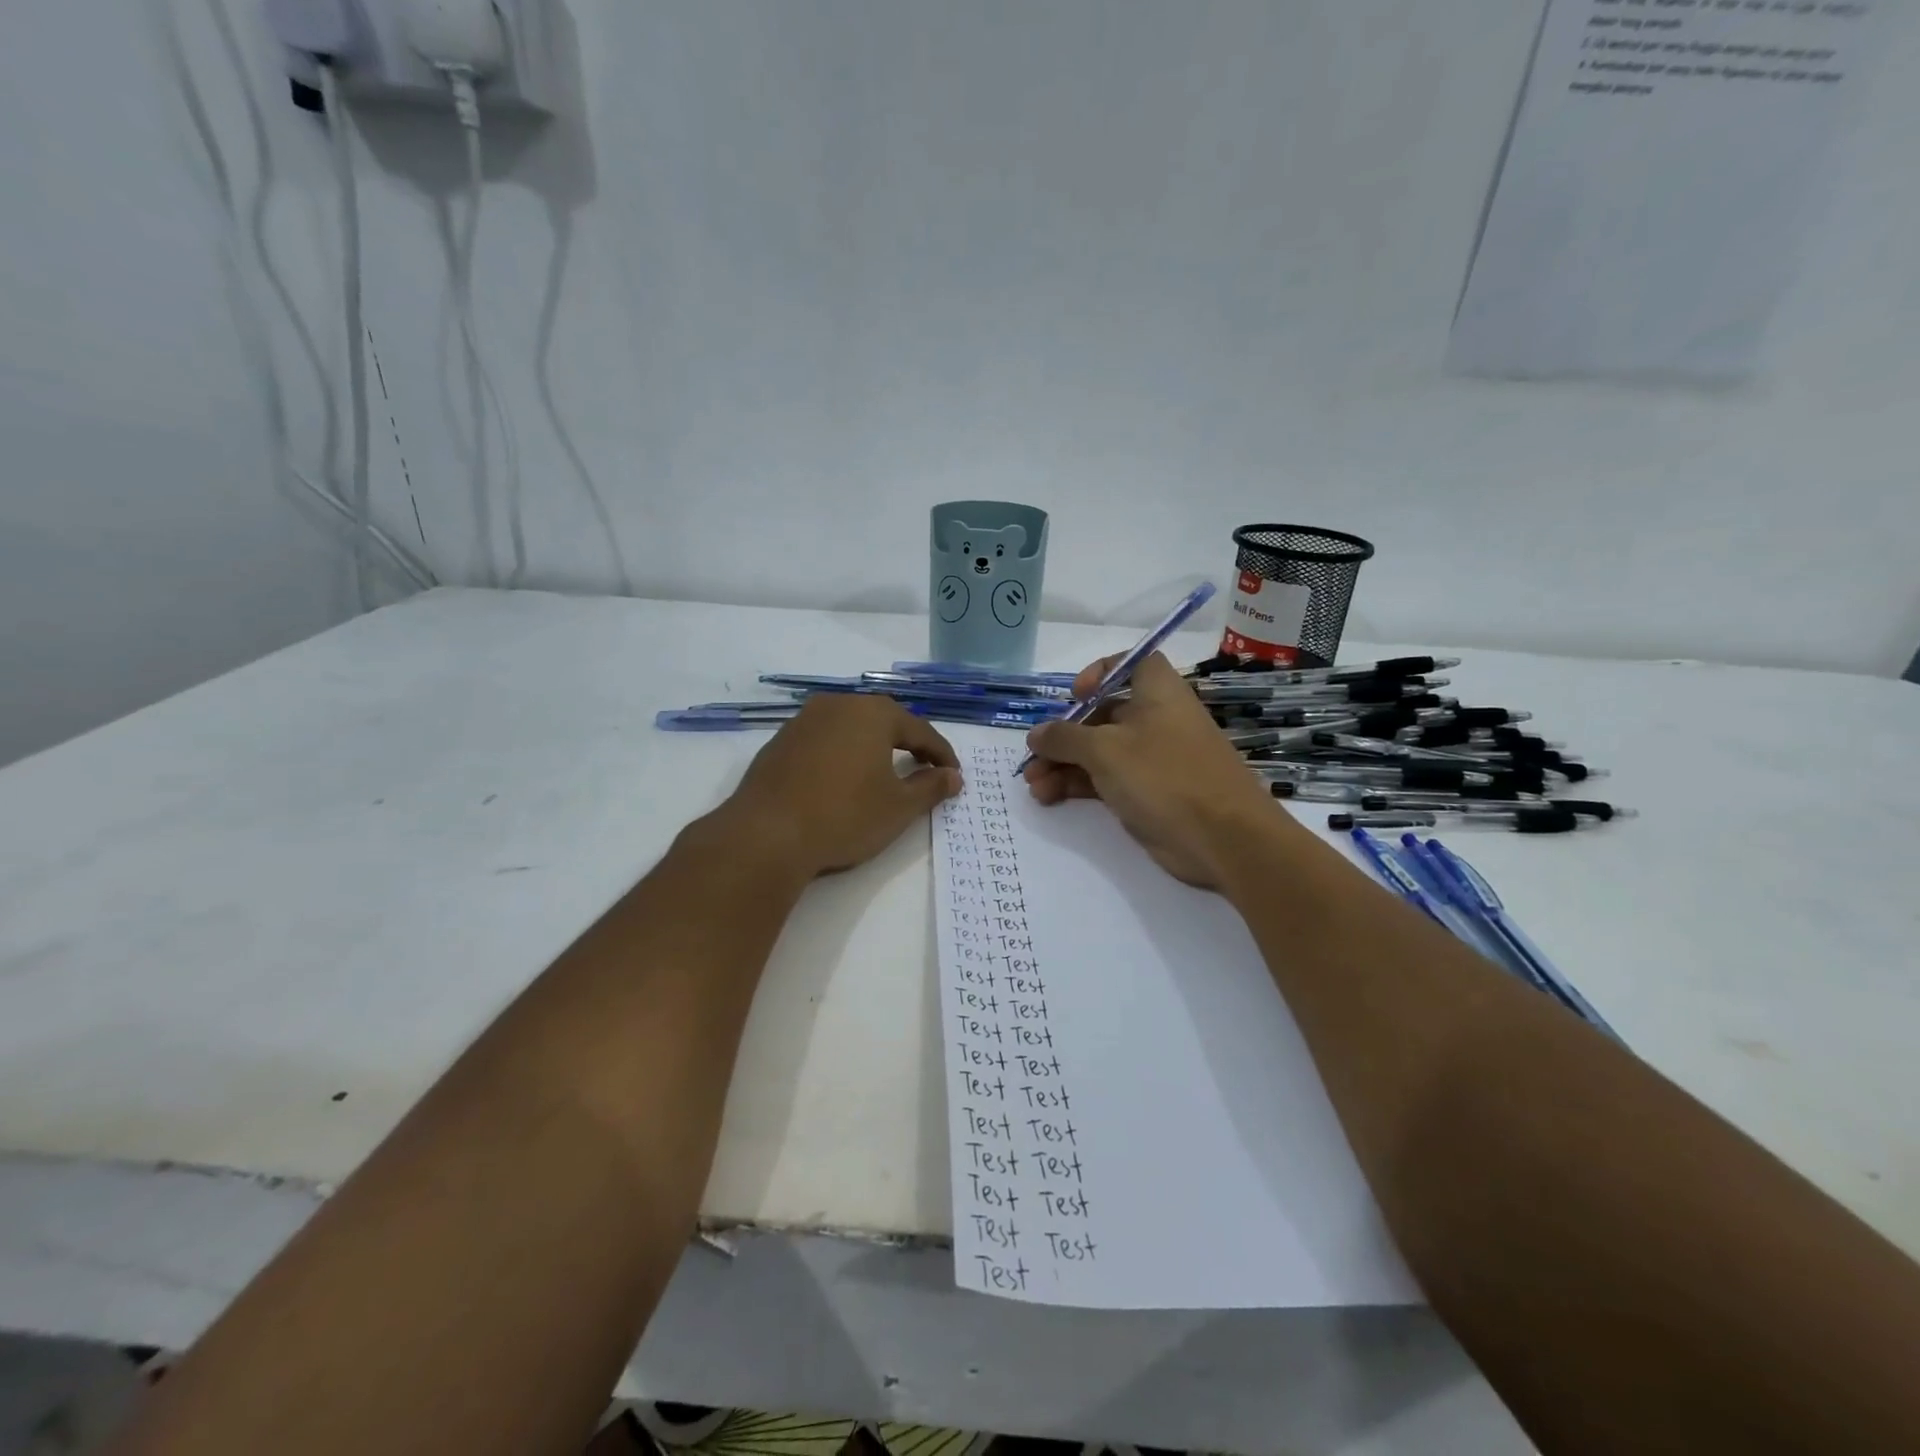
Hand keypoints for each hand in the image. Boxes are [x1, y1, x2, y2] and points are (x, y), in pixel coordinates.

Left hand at [719, 694, 962, 877]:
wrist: (767, 834)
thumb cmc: (845, 816)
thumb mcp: (898, 807)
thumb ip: (930, 787)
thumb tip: (952, 777)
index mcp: (873, 713)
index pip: (920, 730)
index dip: (941, 754)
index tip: (954, 775)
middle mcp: (838, 705)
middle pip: (884, 721)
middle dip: (907, 743)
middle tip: (923, 768)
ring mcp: (804, 721)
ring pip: (850, 728)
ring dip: (871, 747)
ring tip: (883, 773)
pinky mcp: (779, 742)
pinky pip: (823, 741)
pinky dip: (841, 755)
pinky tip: (842, 780)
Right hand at [1022, 653, 1293, 888]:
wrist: (1223, 839)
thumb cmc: (1164, 775)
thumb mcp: (1105, 750)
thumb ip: (1064, 738)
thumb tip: (1037, 733)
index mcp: (1157, 692)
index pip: (1131, 663)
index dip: (1101, 672)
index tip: (1075, 695)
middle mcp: (1156, 719)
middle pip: (1103, 714)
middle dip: (1064, 734)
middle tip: (1034, 757)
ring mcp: (1154, 758)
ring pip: (1100, 752)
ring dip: (1064, 764)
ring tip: (1034, 786)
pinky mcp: (1150, 793)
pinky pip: (1107, 780)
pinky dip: (1079, 785)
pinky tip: (1049, 798)